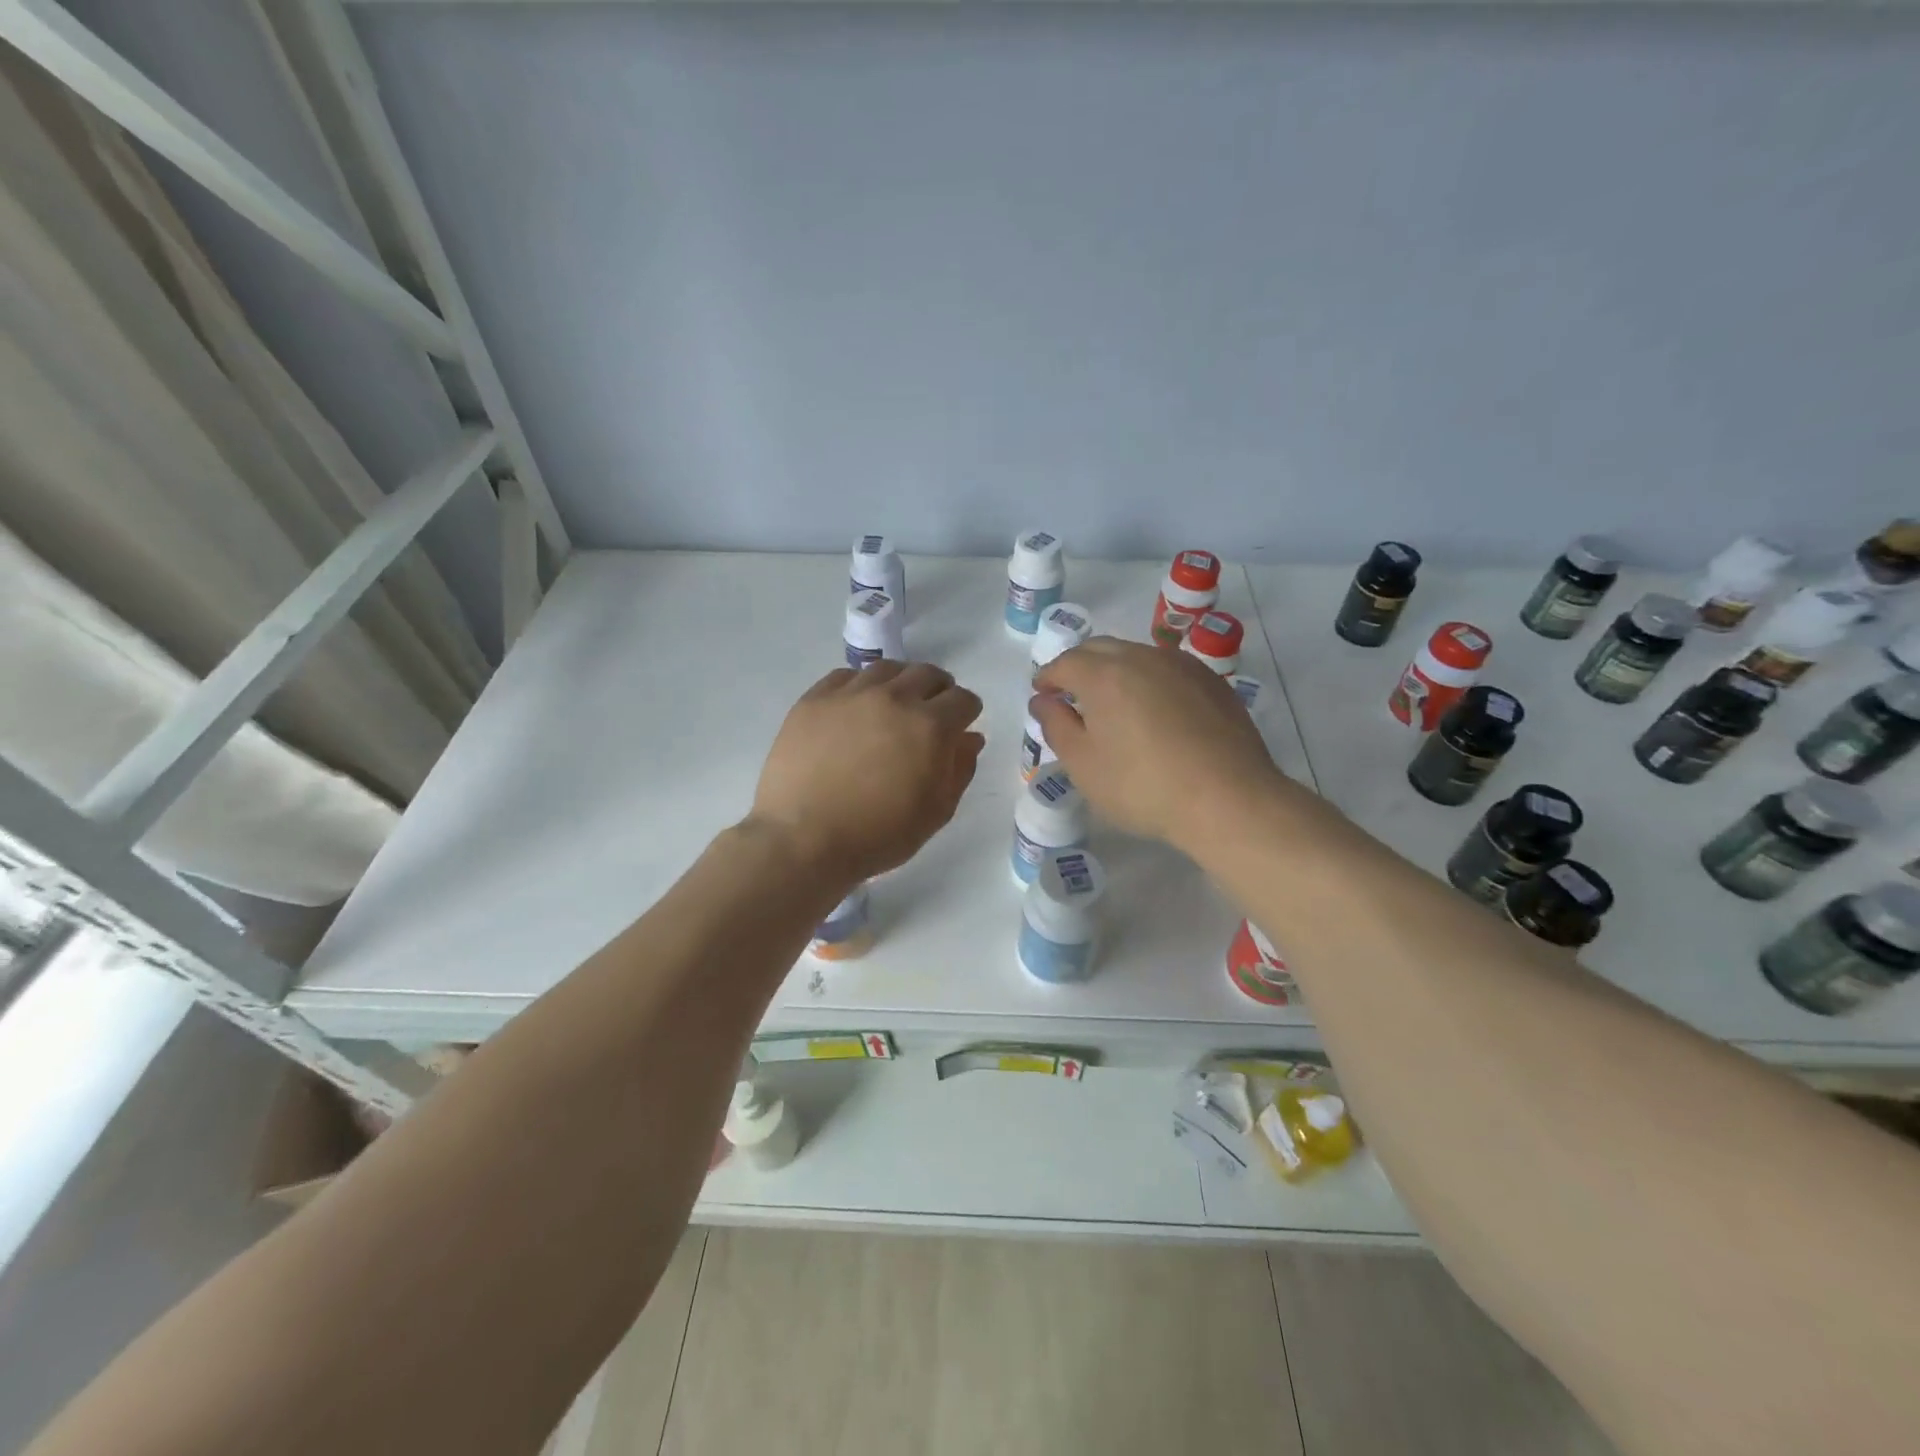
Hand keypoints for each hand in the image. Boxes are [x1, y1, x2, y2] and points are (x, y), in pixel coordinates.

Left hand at [750, 662, 985, 883]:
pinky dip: (860, 686)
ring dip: (900, 683)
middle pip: (927, 674)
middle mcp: (894, 698)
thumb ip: (959, 769)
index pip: (962, 700)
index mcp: (930, 726)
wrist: (803, 839)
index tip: (961, 725)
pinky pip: (845, 676)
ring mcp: (850, 694)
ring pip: (887, 669)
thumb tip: (970, 738)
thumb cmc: (878, 835)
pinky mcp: (814, 699)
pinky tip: (856, 707)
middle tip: (931, 712)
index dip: (967, 712)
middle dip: (938, 690)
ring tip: (894, 704)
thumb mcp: (935, 812)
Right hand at [1032, 637, 1284, 854]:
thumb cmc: (1142, 787)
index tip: (1042, 694)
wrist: (1228, 800)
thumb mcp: (1084, 765)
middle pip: (1100, 649)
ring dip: (1115, 670)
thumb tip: (1043, 700)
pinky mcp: (1212, 682)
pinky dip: (1149, 680)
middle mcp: (1142, 657)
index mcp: (1104, 674)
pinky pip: (1168, 669)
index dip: (1048, 677)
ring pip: (1137, 655)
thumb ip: (1056, 726)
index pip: (1065, 662)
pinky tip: (1155, 711)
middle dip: (1079, 666)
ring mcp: (1182, 666)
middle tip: (1072, 694)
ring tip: (1113, 703)